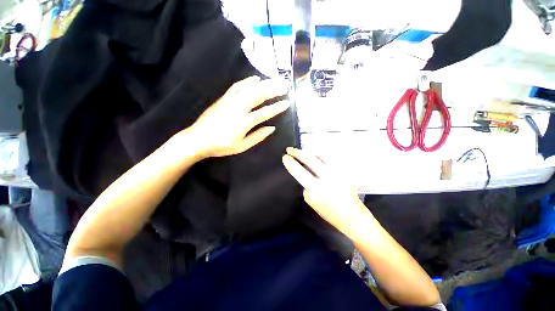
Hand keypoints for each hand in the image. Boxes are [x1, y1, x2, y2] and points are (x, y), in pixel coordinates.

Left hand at [189, 76, 289, 157]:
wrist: (198, 139)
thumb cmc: (221, 146)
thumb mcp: (241, 146)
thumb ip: (258, 136)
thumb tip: (272, 128)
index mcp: (244, 122)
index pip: (265, 112)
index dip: (277, 107)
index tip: (287, 103)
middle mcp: (238, 108)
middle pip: (259, 95)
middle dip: (273, 90)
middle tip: (285, 87)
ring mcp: (230, 101)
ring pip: (250, 88)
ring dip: (264, 84)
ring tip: (275, 81)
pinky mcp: (224, 98)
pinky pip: (237, 86)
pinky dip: (248, 81)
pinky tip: (256, 79)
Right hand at [282, 147, 369, 235]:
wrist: (352, 216)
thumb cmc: (329, 213)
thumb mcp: (311, 202)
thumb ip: (306, 186)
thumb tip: (305, 173)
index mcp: (316, 190)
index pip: (299, 172)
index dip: (290, 163)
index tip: (285, 157)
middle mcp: (327, 179)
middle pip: (310, 159)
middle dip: (297, 152)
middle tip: (290, 149)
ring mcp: (338, 173)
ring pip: (321, 155)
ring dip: (309, 151)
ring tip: (303, 151)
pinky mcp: (345, 171)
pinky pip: (330, 159)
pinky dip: (321, 155)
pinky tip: (316, 155)